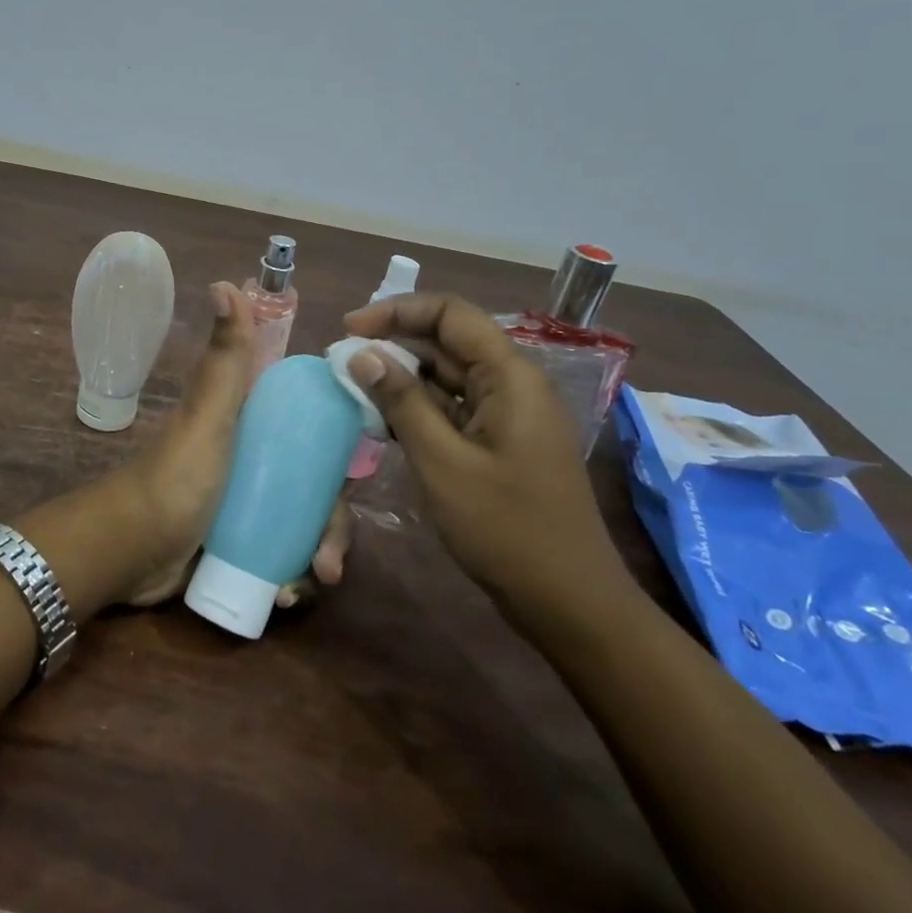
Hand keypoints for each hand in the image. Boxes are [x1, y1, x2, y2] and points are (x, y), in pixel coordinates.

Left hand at [117, 282, 352, 606]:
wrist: (129, 550)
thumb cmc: (177, 477)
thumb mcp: (209, 415)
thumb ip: (224, 359)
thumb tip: (226, 282)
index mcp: (254, 423)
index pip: (313, 427)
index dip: (339, 447)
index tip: (354, 476)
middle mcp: (256, 459)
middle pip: (317, 485)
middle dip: (332, 524)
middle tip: (331, 558)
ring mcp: (248, 503)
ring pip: (304, 524)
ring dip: (318, 556)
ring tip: (310, 584)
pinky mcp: (239, 542)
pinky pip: (283, 556)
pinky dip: (292, 576)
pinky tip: (286, 596)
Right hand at [341, 291, 640, 633]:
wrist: (568, 601)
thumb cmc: (505, 528)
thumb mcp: (442, 462)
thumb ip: (401, 402)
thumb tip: (362, 354)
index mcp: (510, 376)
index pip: (450, 314)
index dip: (397, 311)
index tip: (349, 330)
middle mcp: (513, 384)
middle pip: (448, 341)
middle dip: (394, 342)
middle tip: (343, 361)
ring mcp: (509, 414)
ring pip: (448, 375)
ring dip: (402, 376)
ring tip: (354, 387)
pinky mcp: (501, 441)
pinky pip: (454, 407)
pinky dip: (418, 407)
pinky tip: (383, 420)